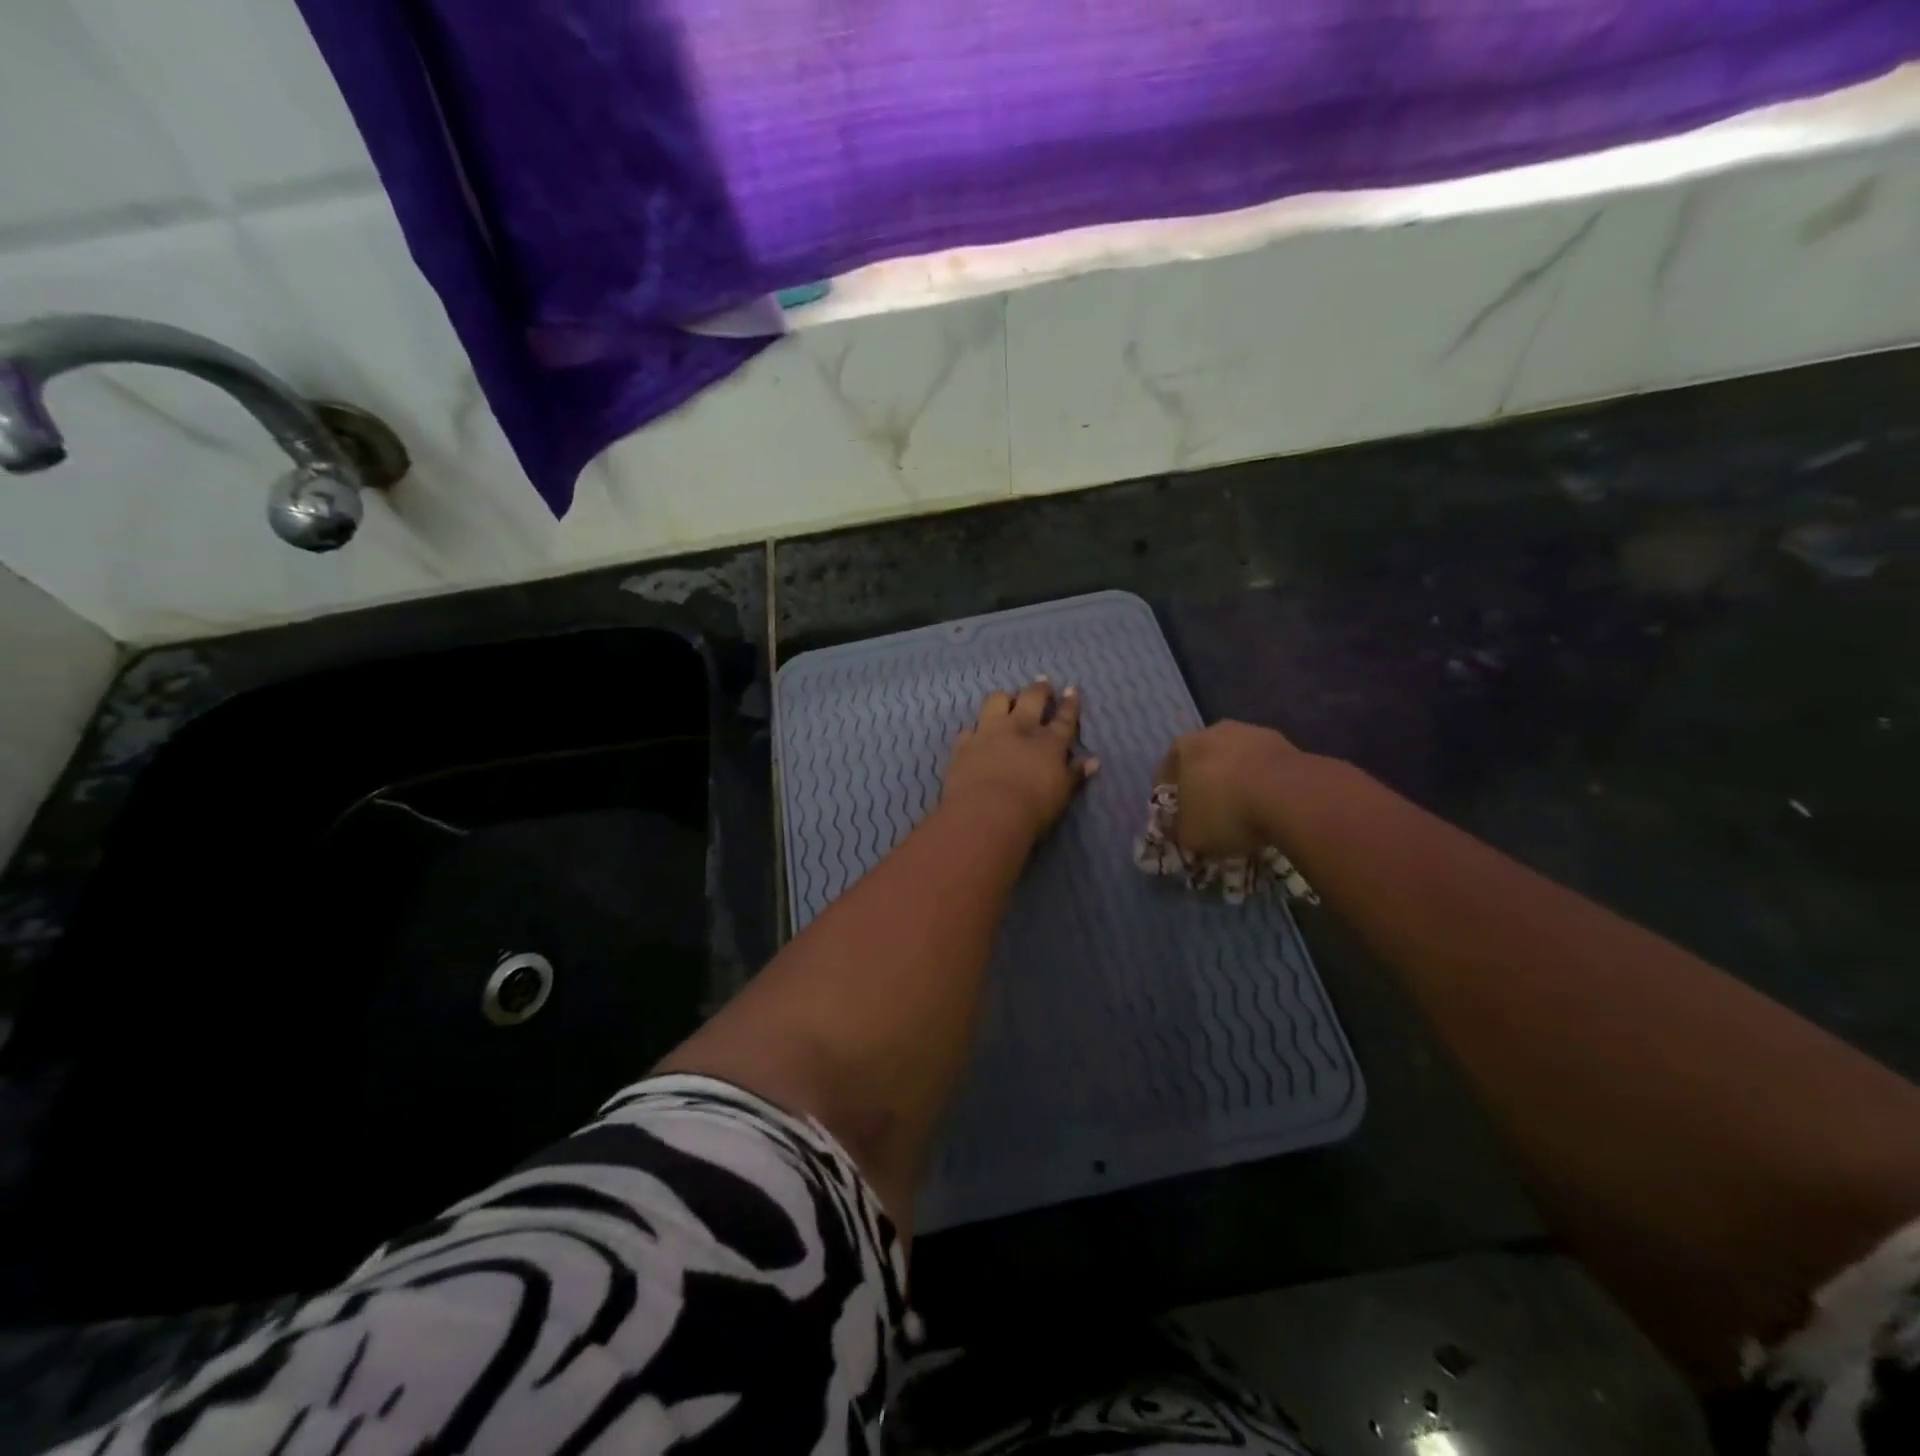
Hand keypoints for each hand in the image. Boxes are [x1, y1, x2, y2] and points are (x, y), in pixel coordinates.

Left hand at [943, 680, 1098, 839]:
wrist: (987, 813)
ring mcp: (989, 733)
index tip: (1071, 689)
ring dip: (1003, 698)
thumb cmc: (1033, 808)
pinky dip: (975, 731)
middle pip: (1031, 698)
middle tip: (1042, 682)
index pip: (1064, 718)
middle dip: (1039, 689)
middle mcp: (1020, 729)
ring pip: (996, 701)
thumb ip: (1075, 774)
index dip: (1069, 703)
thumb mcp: (1062, 794)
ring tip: (1006, 700)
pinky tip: (975, 734)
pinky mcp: (964, 745)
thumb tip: (1093, 761)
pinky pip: (969, 729)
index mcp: (1049, 743)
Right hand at [1154, 721, 1308, 859]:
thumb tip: (1183, 832)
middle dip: (1204, 784)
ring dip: (1236, 780)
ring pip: (1235, 760)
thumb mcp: (1191, 835)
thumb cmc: (1226, 812)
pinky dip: (1263, 782)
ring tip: (1243, 810)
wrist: (1290, 797)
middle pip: (1202, 760)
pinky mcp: (1285, 743)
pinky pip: (1264, 766)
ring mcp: (1252, 733)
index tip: (1176, 817)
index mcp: (1184, 747)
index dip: (1169, 797)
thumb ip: (1181, 831)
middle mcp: (1214, 731)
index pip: (1166, 771)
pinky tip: (1268, 805)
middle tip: (1210, 812)